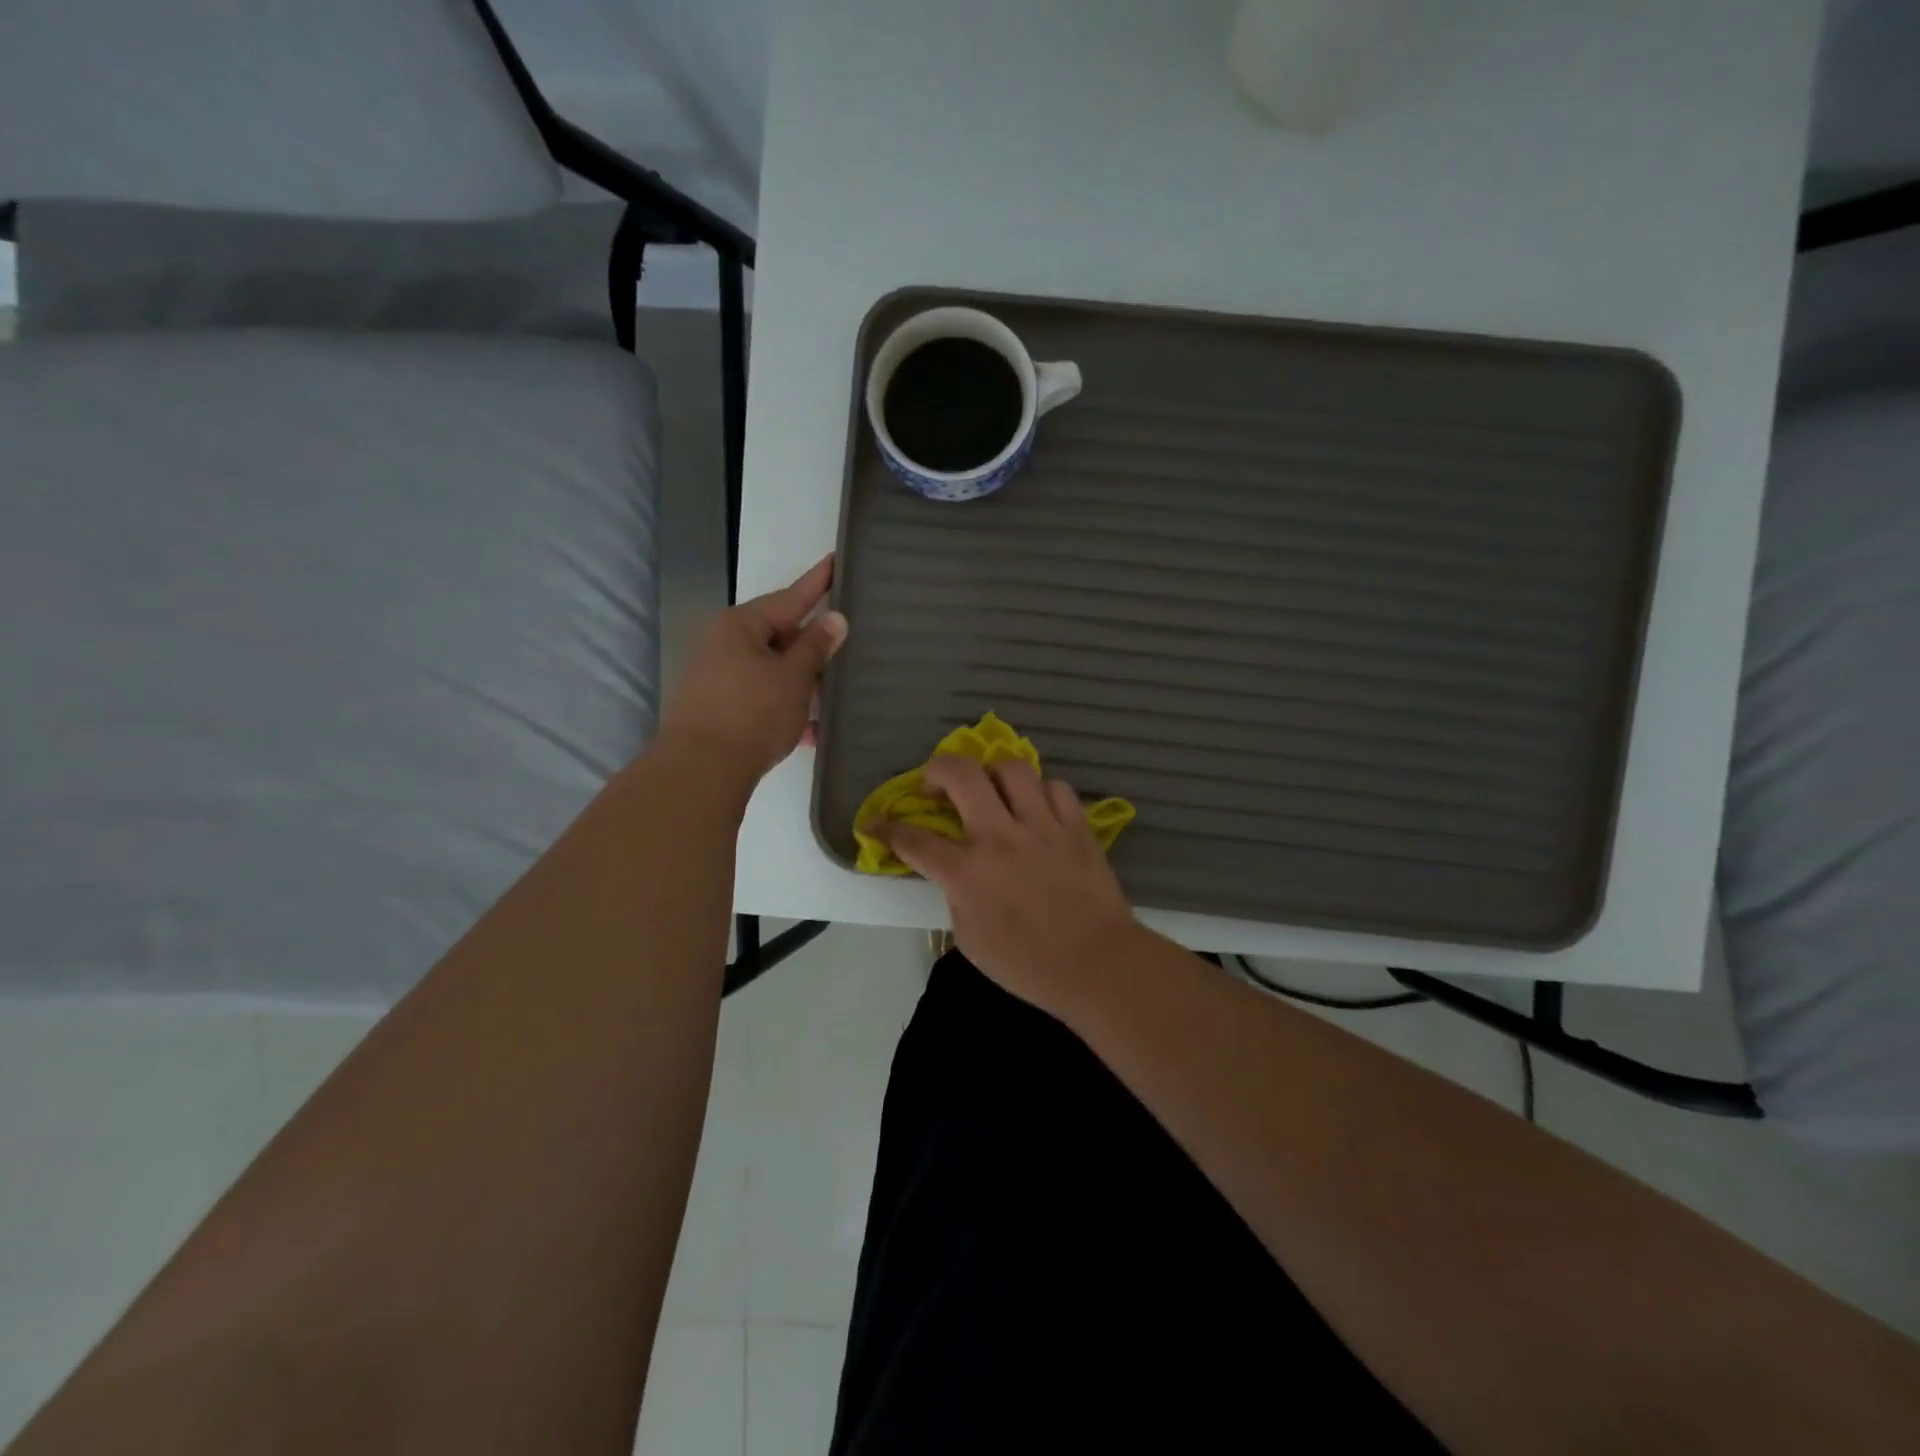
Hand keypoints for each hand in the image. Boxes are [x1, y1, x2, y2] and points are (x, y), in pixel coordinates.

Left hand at [658, 556, 846, 782]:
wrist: (700, 771)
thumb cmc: (752, 714)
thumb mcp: (793, 678)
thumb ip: (816, 646)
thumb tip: (834, 619)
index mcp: (740, 625)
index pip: (790, 597)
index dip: (818, 582)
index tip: (836, 559)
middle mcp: (723, 644)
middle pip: (778, 635)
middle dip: (812, 644)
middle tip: (846, 639)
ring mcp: (716, 677)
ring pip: (771, 670)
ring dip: (801, 682)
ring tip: (835, 690)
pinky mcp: (715, 708)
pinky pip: (760, 698)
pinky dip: (785, 708)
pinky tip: (812, 730)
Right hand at [879, 755, 1135, 1016]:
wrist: (1096, 964)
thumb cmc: (1027, 964)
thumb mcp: (970, 939)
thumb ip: (956, 896)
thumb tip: (955, 871)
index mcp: (966, 872)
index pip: (913, 839)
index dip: (887, 828)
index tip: (877, 823)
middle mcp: (999, 837)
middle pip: (960, 774)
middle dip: (937, 770)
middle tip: (936, 786)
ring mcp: (1041, 826)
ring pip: (1012, 768)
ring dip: (992, 773)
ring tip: (991, 789)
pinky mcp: (1076, 826)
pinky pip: (1055, 787)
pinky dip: (1041, 792)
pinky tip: (1037, 809)